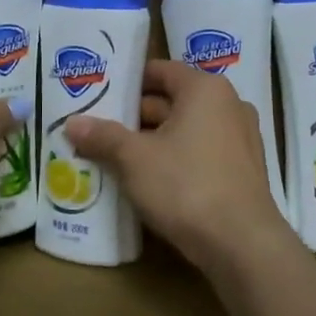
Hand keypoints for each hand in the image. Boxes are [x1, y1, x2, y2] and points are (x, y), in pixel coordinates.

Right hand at [65, 60, 295, 278]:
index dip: (127, 81)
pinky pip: (201, 152)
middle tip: (98, 129)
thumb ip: (103, 136)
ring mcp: (241, 138)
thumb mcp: (135, 159)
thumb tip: (72, 123)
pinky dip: (176, 159)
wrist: (242, 244)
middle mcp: (229, 105)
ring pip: (186, 130)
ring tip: (116, 155)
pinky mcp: (244, 170)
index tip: (99, 94)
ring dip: (154, 141)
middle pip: (173, 100)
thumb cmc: (186, 186)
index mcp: (205, 89)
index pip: (160, 71)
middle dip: (136, 116)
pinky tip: (149, 180)